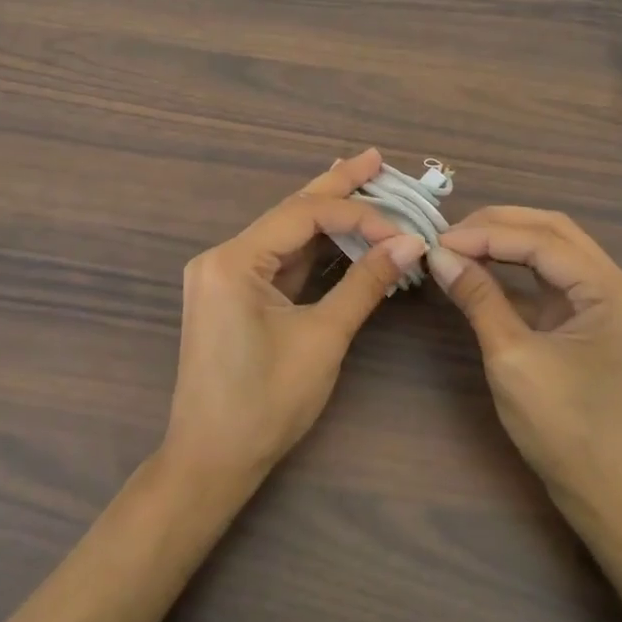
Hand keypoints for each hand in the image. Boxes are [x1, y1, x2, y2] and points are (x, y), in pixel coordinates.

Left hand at [163, 149, 426, 491]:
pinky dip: (313, 248)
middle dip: (336, 187)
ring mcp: (224, 275)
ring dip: (326, 215)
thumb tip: (410, 244)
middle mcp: (222, 257)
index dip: (358, 216)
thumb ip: (364, 284)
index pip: (304, 216)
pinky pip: (279, 260)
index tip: (403, 231)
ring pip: (285, 235)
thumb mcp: (322, 339)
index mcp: (233, 261)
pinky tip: (337, 228)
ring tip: (363, 181)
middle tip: (374, 159)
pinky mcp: (233, 294)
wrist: (211, 462)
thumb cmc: (265, 404)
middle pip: (290, 213)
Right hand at [428, 207, 621, 528]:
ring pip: (556, 252)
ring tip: (460, 245)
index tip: (438, 240)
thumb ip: (478, 298)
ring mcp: (616, 303)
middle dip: (498, 227)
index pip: (543, 242)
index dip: (487, 235)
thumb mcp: (512, 359)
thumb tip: (438, 255)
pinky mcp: (601, 320)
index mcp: (616, 293)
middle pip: (555, 234)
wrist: (612, 500)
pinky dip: (520, 272)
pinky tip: (484, 269)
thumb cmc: (566, 432)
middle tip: (448, 235)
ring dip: (508, 243)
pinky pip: (557, 280)